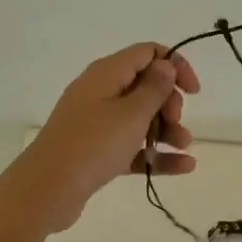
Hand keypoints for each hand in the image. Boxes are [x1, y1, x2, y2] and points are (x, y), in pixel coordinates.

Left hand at [11, 43, 199, 225]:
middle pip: (145, 85)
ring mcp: (97, 122)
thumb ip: (154, 88)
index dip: (175, 65)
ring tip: (184, 147)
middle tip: (176, 122)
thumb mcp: (132, 113)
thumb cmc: (94, 143)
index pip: (147, 53)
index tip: (193, 91)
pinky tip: (184, 166)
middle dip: (169, 102)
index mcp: (107, 73)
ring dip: (166, 129)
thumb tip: (164, 64)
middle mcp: (101, 91)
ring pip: (140, 118)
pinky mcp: (96, 150)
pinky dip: (155, 152)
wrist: (48, 189)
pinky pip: (132, 145)